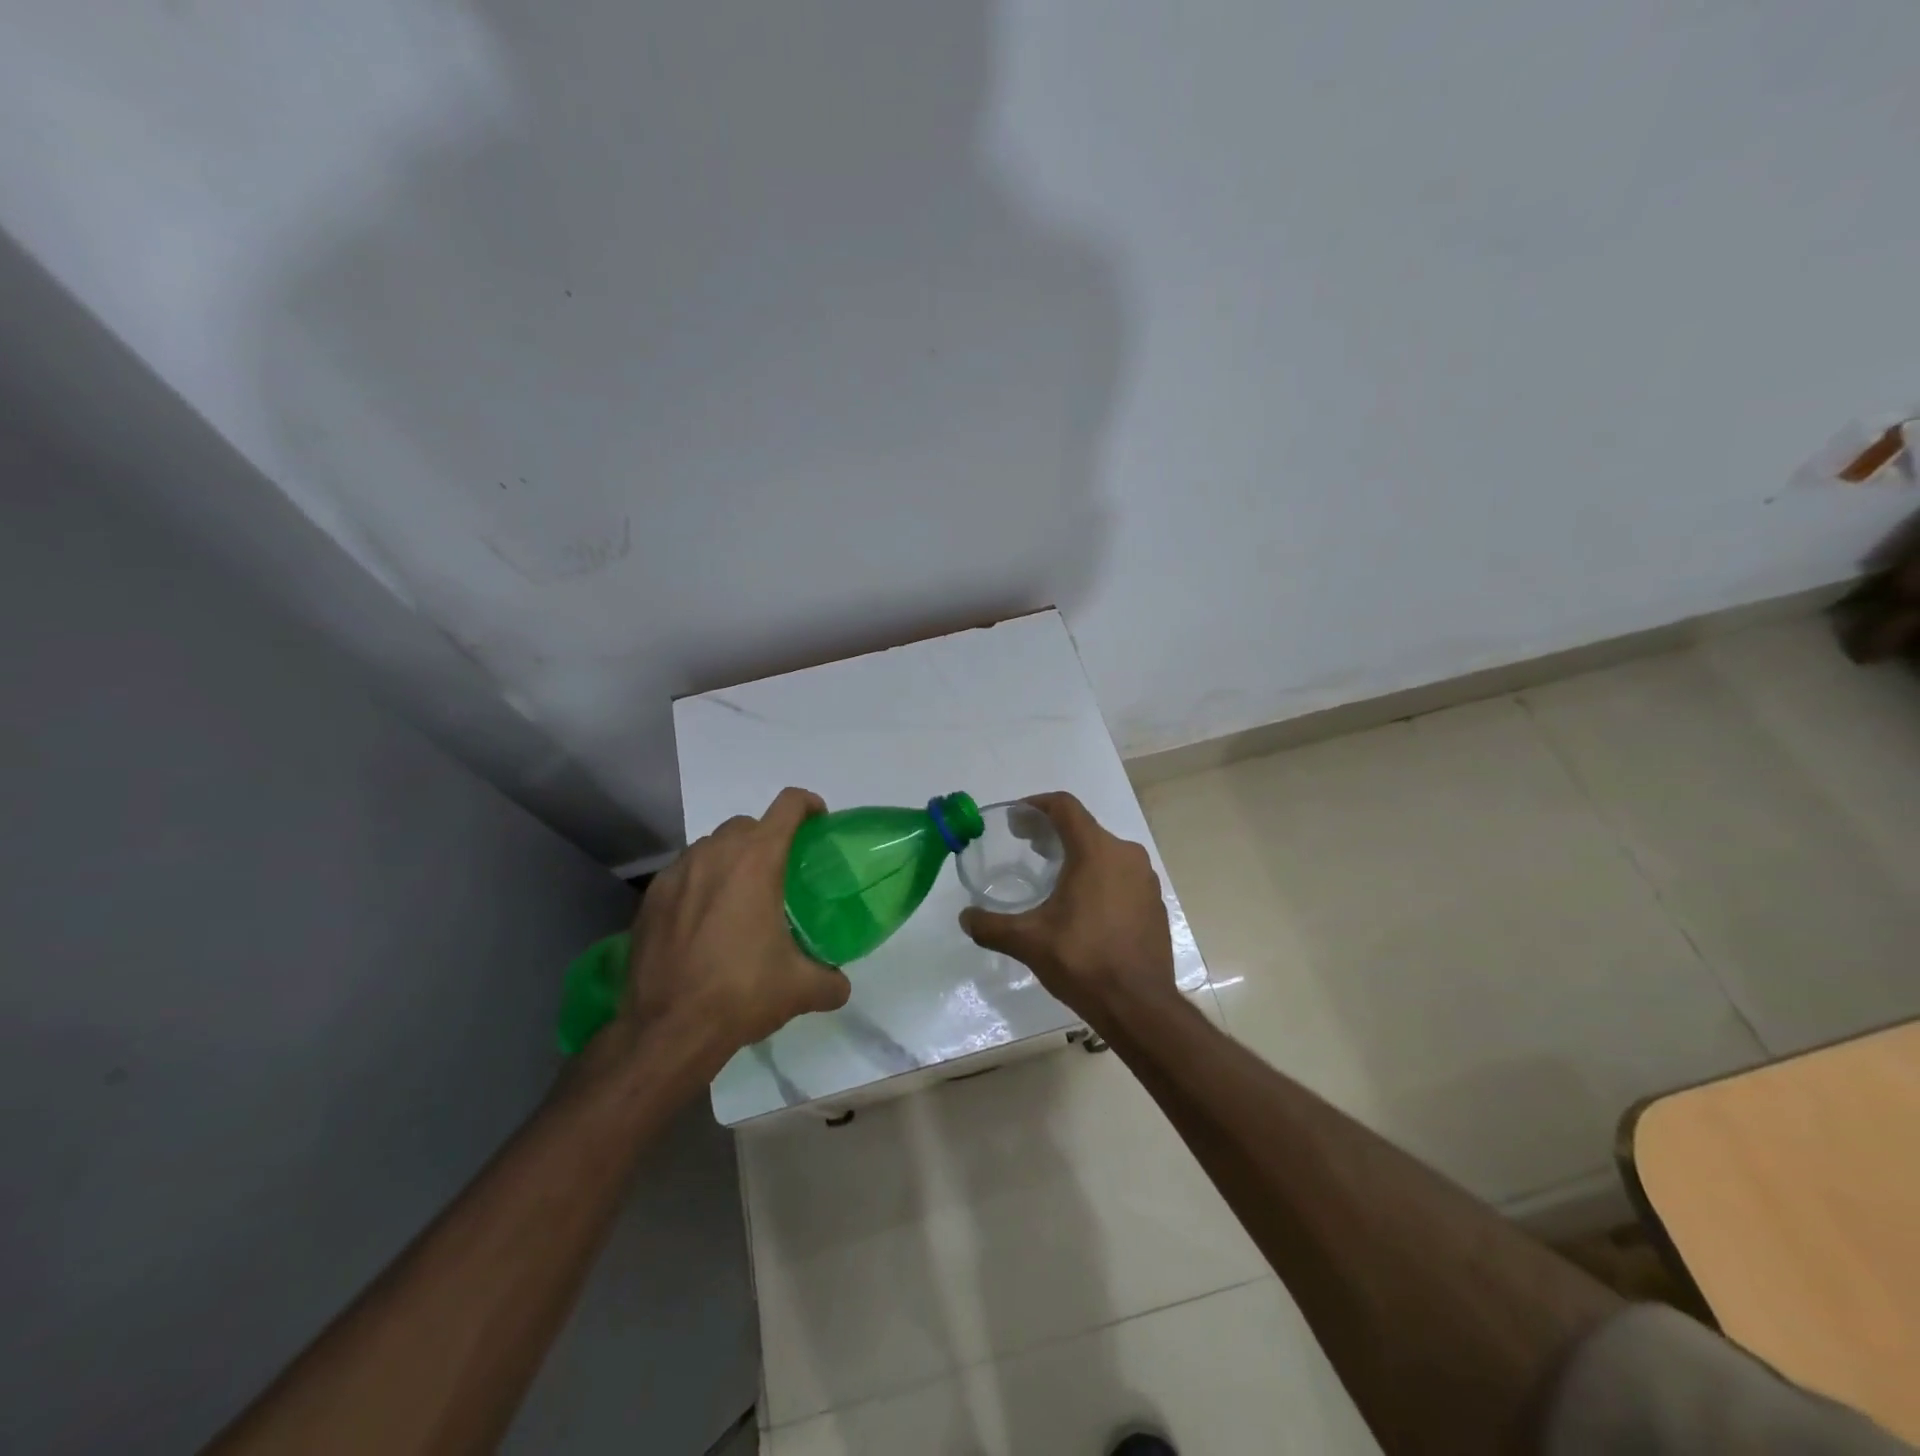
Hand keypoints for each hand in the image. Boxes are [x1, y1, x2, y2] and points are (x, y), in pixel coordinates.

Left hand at [622, 787, 850, 1063]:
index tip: (819, 823)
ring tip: (741, 896)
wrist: (666, 1030)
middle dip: (768, 837)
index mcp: (757, 862)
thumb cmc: (740, 994)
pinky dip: (699, 882)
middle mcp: (715, 854)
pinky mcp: (651, 898)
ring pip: (711, 845)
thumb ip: (831, 980)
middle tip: (781, 872)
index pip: (788, 806)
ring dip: (730, 858)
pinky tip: (704, 919)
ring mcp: (677, 873)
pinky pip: (683, 872)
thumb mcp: (800, 989)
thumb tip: (840, 985)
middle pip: (748, 824)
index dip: (809, 806)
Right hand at [957, 791, 1176, 1028]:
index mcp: (1096, 851)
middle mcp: (1126, 855)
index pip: (1065, 807)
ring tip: (1052, 875)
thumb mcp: (1028, 941)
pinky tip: (1083, 906)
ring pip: (1105, 851)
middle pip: (1084, 827)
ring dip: (1077, 855)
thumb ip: (991, 925)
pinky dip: (1099, 877)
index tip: (1016, 819)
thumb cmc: (1083, 961)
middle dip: (1053, 832)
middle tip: (1025, 846)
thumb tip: (965, 918)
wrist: (1139, 1006)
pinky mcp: (1155, 902)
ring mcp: (1146, 879)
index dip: (1037, 805)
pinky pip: (1122, 875)